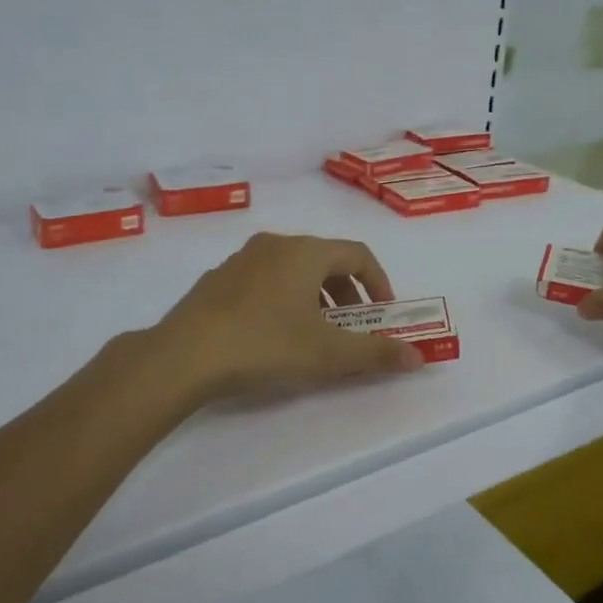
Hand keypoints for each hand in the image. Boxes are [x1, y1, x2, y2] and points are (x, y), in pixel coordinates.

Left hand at [149, 232, 423, 401]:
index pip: (358, 254)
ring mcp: (240, 260)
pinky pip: (264, 281)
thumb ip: (376, 352)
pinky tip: (273, 335)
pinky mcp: (216, 281)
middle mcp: (274, 245)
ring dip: (315, 297)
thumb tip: (418, 357)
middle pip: (325, 260)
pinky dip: (283, 299)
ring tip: (315, 334)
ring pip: (293, 270)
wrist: (184, 356)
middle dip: (347, 293)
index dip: (379, 282)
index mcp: (305, 252)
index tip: (384, 313)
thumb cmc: (266, 345)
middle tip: (352, 327)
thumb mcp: (328, 354)